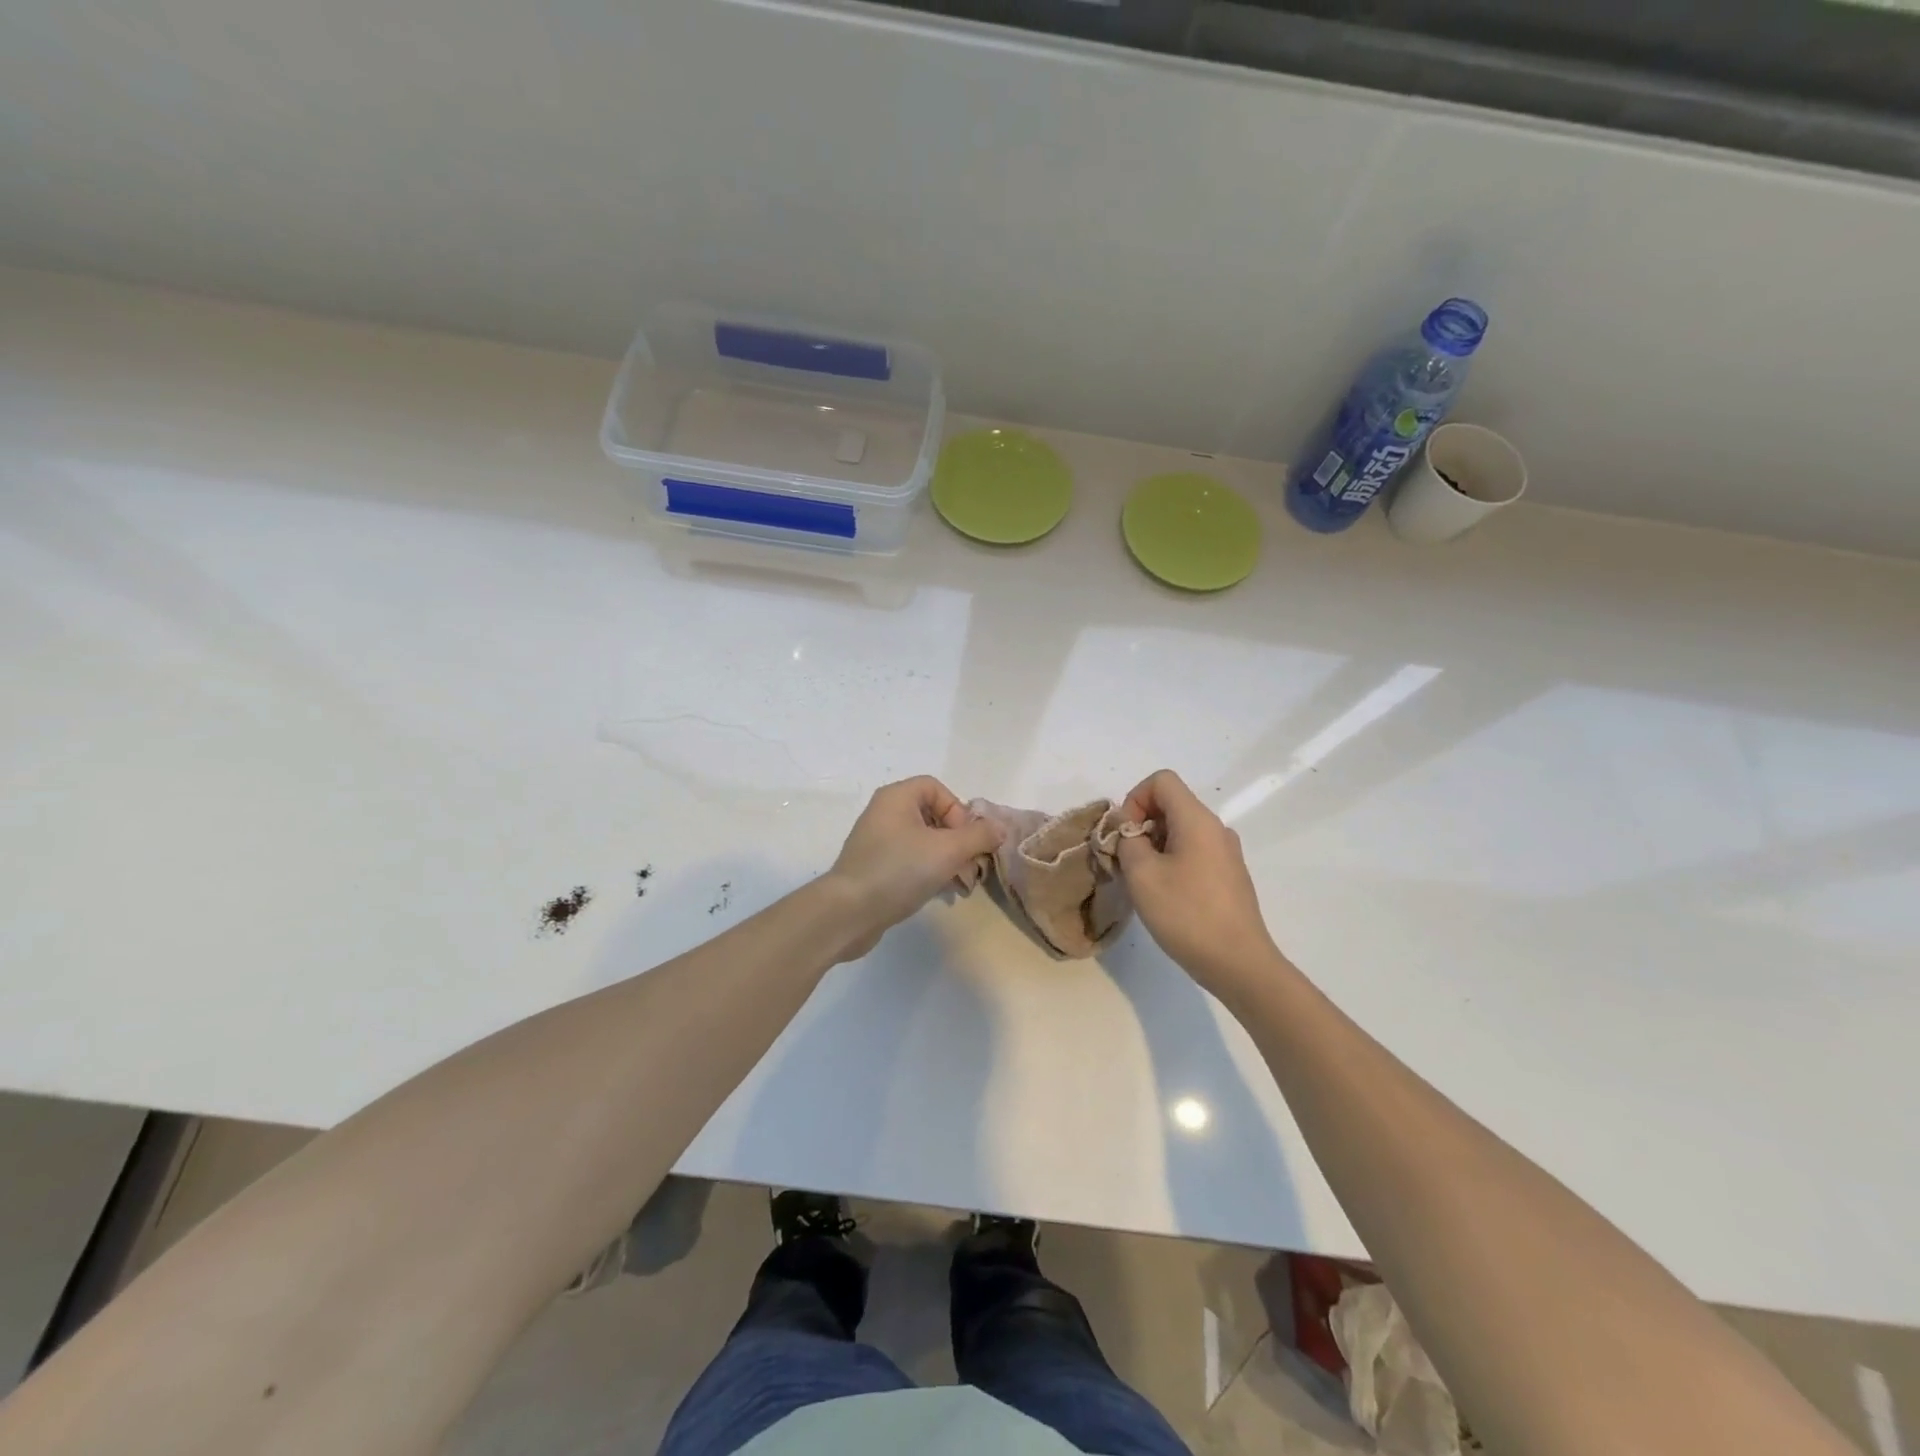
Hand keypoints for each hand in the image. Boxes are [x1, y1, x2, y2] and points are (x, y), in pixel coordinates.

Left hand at [825, 776, 1003, 959]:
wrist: (848, 912)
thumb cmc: (899, 870)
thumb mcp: (947, 851)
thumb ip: (979, 836)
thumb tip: (999, 827)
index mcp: (897, 798)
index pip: (937, 789)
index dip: (958, 810)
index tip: (966, 840)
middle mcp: (885, 813)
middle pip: (934, 816)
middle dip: (959, 841)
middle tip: (972, 868)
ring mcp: (878, 842)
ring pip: (924, 842)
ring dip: (949, 860)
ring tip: (962, 886)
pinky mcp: (875, 868)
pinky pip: (910, 861)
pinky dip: (929, 872)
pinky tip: (942, 893)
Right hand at [1115, 769, 1282, 999]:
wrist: (1239, 963)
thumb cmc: (1187, 914)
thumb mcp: (1142, 875)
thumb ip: (1127, 842)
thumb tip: (1130, 833)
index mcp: (1197, 820)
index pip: (1161, 780)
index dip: (1135, 798)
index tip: (1126, 834)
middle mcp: (1216, 828)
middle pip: (1171, 804)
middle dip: (1141, 824)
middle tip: (1127, 861)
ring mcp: (1226, 853)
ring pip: (1180, 830)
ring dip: (1154, 846)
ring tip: (1144, 882)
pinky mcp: (1229, 877)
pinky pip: (1193, 852)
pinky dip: (1172, 862)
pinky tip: (1166, 897)